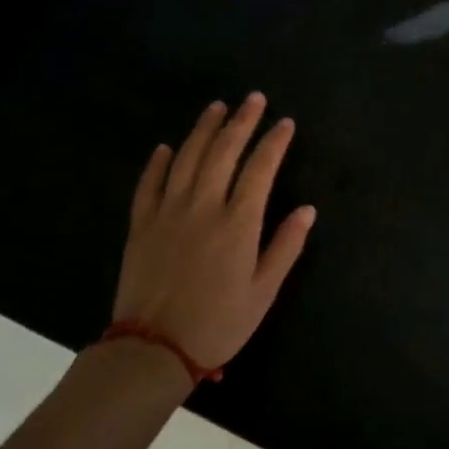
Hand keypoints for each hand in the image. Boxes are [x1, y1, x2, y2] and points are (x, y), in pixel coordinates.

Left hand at [112, 94, 316, 371]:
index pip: (260, 169)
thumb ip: (286, 246)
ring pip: (186, 159)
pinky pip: (148, 185)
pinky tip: (167, 146)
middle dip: (241, 122)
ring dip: (203, 130)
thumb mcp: (264, 291)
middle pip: (223, 153)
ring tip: (217, 107)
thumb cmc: (219, 323)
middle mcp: (203, 207)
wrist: (153, 350)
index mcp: (238, 223)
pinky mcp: (141, 226)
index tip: (285, 123)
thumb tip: (308, 209)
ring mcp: (168, 213)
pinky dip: (158, 162)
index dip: (274, 142)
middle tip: (253, 98)